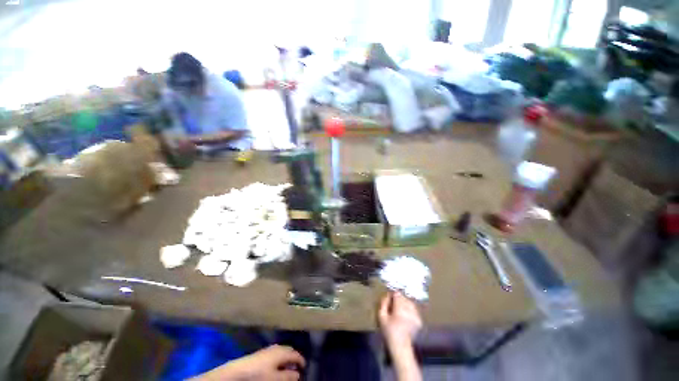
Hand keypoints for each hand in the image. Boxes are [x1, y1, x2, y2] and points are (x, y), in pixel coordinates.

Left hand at [192, 345, 304, 380]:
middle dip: (294, 358)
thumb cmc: (259, 375)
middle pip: (289, 351)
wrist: (238, 371)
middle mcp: (277, 348)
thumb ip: (287, 376)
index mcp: (282, 352)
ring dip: (287, 358)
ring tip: (288, 367)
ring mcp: (269, 349)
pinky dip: (280, 358)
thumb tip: (298, 375)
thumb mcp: (275, 378)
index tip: (305, 367)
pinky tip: (277, 365)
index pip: (295, 354)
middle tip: (298, 367)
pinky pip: (276, 353)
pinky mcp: (262, 352)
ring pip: (282, 351)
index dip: (301, 360)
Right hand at [378, 292, 421, 346]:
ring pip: (409, 302)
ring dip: (405, 303)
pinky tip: (406, 315)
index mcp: (400, 309)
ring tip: (400, 310)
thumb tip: (387, 295)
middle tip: (394, 306)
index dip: (393, 295)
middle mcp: (409, 310)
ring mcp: (416, 315)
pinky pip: (414, 309)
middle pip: (404, 297)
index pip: (397, 294)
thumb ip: (383, 303)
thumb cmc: (389, 331)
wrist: (400, 346)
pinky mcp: (419, 320)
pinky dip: (410, 310)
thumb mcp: (381, 316)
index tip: (390, 300)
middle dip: (399, 299)